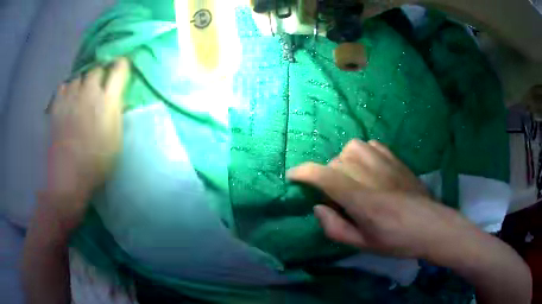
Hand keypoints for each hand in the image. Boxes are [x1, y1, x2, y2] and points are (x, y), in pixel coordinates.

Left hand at [45, 58, 128, 228]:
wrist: (68, 178)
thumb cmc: (96, 163)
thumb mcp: (116, 141)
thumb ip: (117, 115)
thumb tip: (118, 100)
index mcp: (107, 102)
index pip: (118, 70)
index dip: (122, 65)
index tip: (122, 67)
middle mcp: (89, 93)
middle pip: (97, 69)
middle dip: (101, 74)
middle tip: (100, 86)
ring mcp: (71, 97)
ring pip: (79, 76)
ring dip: (83, 82)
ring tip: (82, 94)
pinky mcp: (57, 106)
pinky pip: (63, 86)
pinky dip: (68, 89)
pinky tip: (68, 99)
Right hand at [287, 139, 473, 258]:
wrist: (431, 226)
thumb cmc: (397, 241)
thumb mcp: (363, 244)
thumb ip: (335, 228)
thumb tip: (318, 207)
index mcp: (362, 200)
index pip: (325, 176)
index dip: (304, 173)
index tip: (292, 175)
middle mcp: (372, 175)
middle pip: (337, 161)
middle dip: (327, 175)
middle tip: (336, 195)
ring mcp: (386, 163)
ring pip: (353, 148)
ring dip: (344, 161)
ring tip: (351, 178)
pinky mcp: (397, 159)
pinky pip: (372, 145)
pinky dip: (363, 153)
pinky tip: (368, 168)